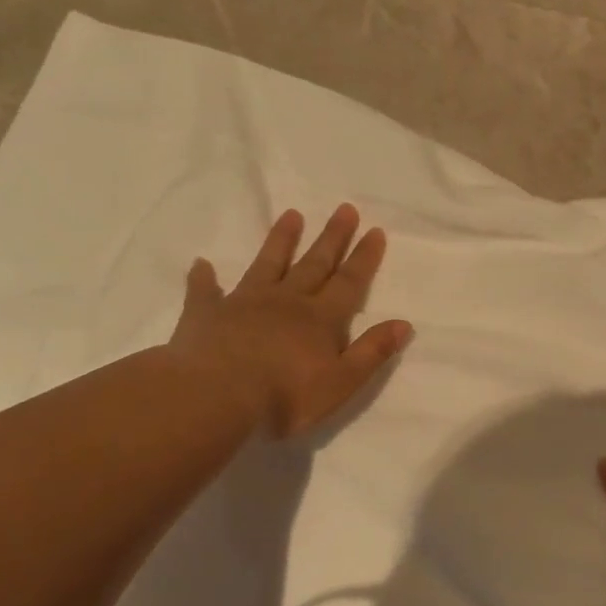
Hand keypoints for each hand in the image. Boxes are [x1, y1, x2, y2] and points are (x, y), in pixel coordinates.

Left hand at [167, 204, 412, 437]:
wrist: (216, 397)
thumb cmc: (285, 396)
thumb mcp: (341, 382)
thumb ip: (372, 352)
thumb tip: (404, 323)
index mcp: (320, 319)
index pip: (349, 283)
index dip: (364, 258)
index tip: (375, 230)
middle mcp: (286, 302)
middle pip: (314, 264)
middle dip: (332, 238)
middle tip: (344, 209)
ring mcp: (244, 303)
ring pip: (267, 265)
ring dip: (281, 240)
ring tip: (291, 215)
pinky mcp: (206, 314)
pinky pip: (205, 291)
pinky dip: (204, 278)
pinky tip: (202, 264)